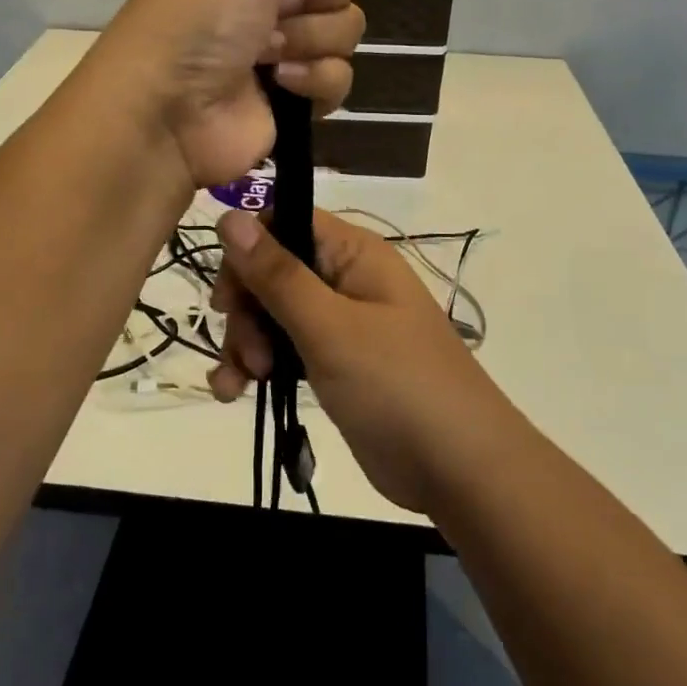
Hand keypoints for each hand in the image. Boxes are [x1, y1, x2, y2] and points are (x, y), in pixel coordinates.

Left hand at [91, 0, 373, 187]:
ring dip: (308, 39)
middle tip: (272, 7)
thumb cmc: (197, 17)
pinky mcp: (296, 95)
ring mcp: (284, 46)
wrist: (165, 114)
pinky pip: (341, 77)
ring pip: (347, 27)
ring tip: (264, 54)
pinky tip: (277, 85)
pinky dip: (313, 80)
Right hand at [206, 208, 509, 514]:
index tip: (227, 296)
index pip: (284, 222)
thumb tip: (229, 215)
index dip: (247, 250)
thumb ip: (277, 274)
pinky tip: (234, 394)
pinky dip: (257, 367)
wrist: (459, 470)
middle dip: (246, 310)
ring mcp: (339, 323)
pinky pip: (283, 350)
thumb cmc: (396, 385)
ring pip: (271, 314)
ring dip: (245, 344)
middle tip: (247, 353)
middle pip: (271, 272)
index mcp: (353, 253)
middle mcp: (344, 279)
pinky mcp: (334, 364)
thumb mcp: (329, 327)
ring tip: (238, 385)